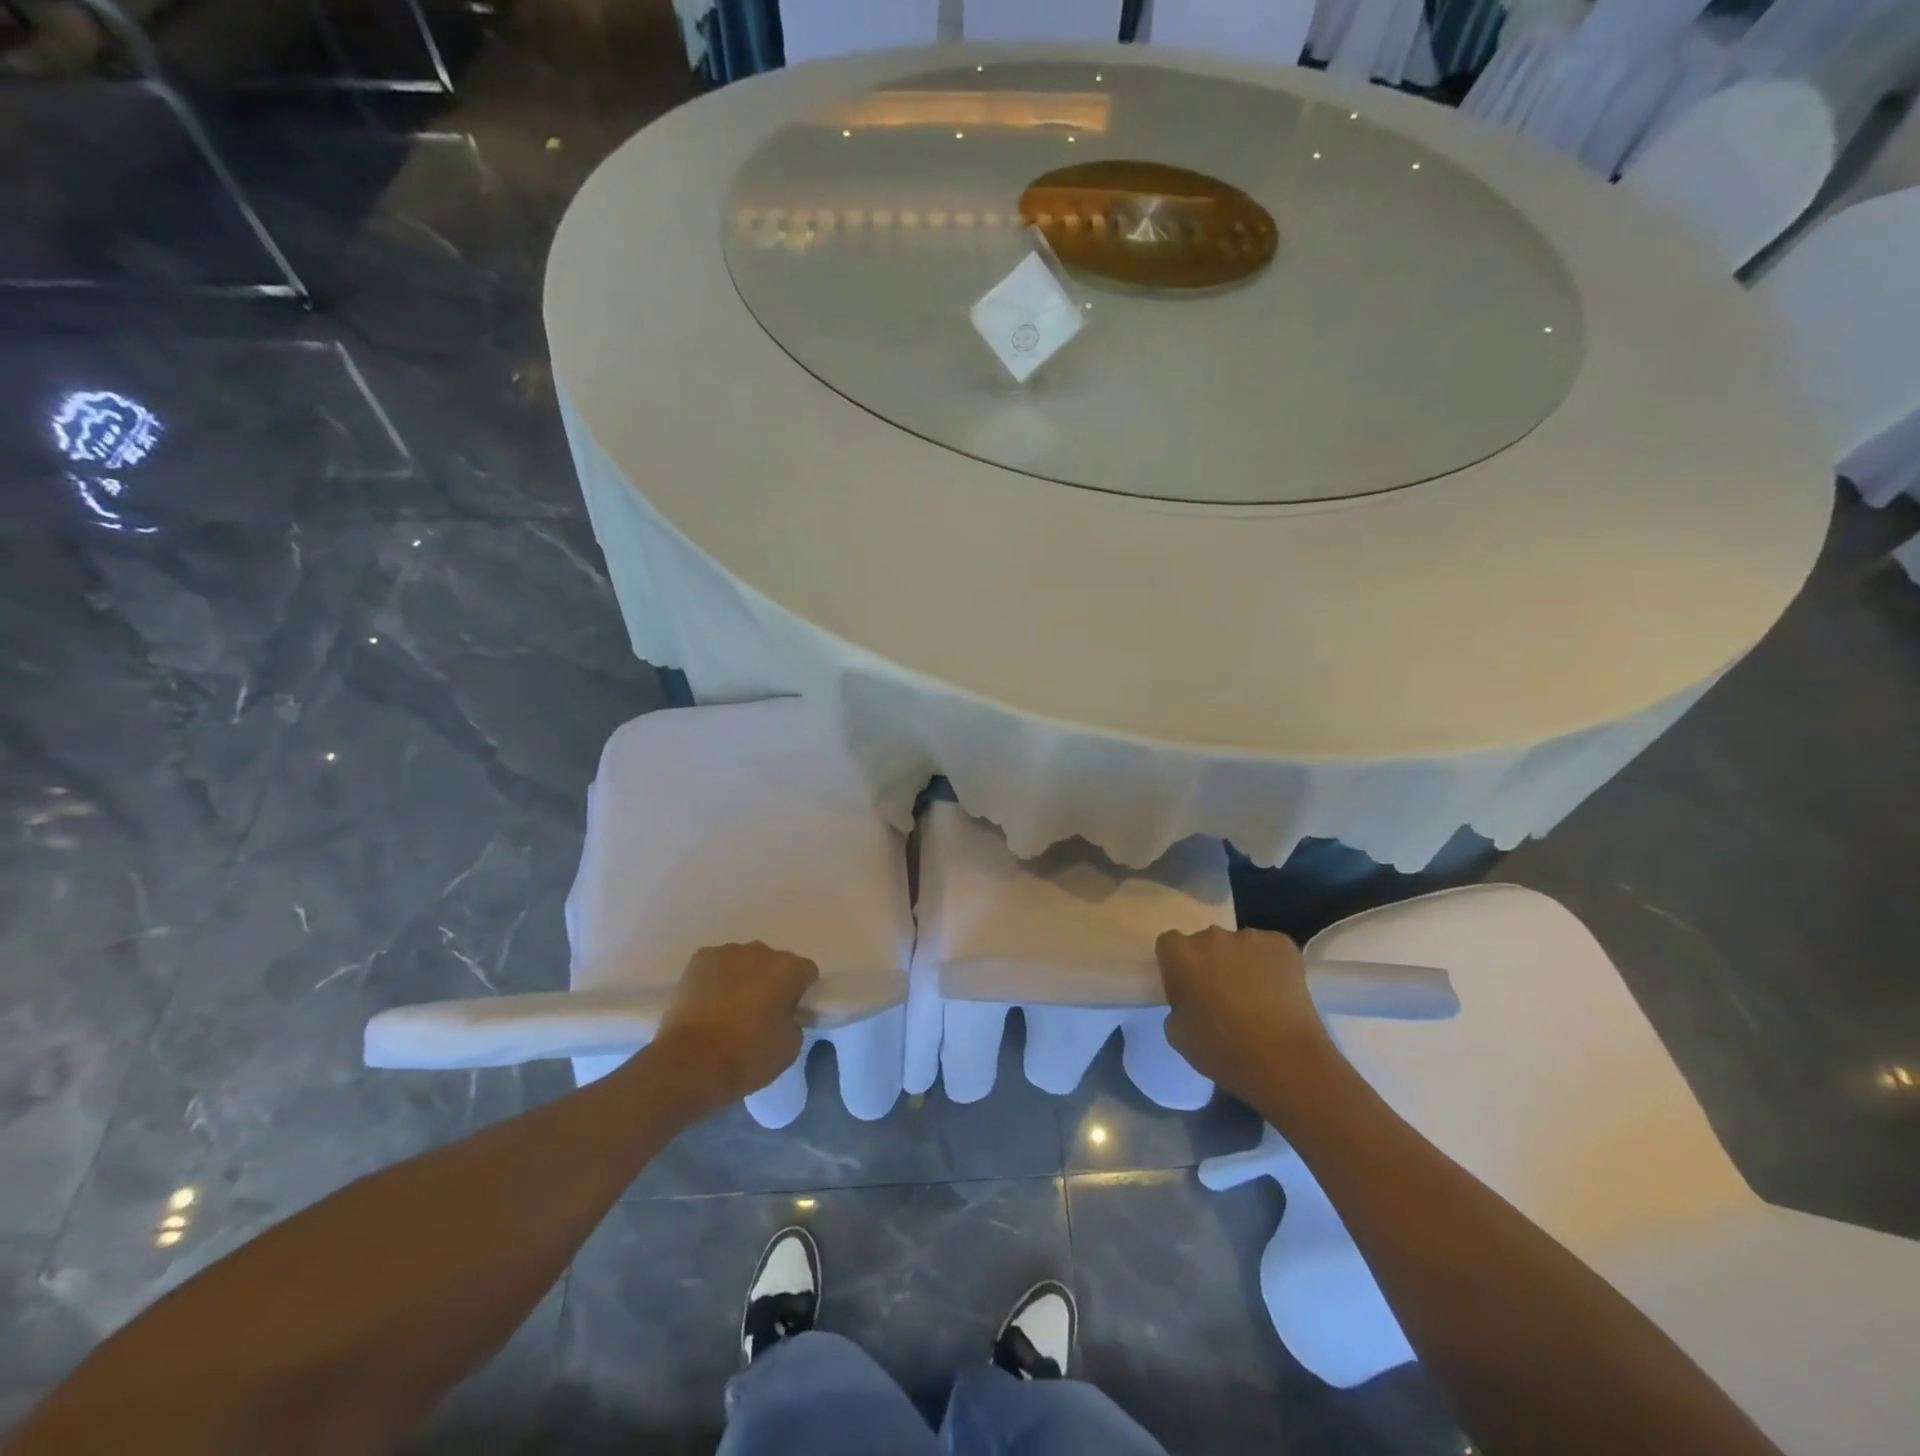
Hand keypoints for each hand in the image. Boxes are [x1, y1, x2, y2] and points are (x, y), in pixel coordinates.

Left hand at [652, 943, 817, 1106]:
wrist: (689, 1064)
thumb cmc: (746, 1057)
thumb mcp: (789, 1048)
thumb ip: (795, 1022)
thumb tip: (785, 1014)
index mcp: (788, 969)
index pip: (806, 972)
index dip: (801, 992)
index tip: (790, 1012)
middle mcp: (761, 951)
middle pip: (774, 963)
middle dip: (771, 982)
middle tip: (759, 1012)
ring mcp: (727, 952)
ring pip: (744, 962)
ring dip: (743, 978)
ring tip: (729, 1009)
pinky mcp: (699, 959)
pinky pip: (717, 965)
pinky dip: (717, 978)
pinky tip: (708, 1002)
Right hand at [1155, 926, 1337, 1102]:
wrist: (1286, 1062)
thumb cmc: (1223, 1050)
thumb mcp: (1177, 1034)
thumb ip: (1176, 1005)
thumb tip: (1191, 999)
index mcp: (1181, 954)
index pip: (1169, 944)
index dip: (1176, 966)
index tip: (1186, 990)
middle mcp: (1212, 936)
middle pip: (1204, 943)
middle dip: (1209, 963)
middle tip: (1220, 996)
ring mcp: (1250, 937)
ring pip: (1238, 946)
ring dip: (1239, 963)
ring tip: (1255, 998)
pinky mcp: (1283, 945)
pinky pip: (1268, 949)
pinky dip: (1269, 965)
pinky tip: (1277, 993)